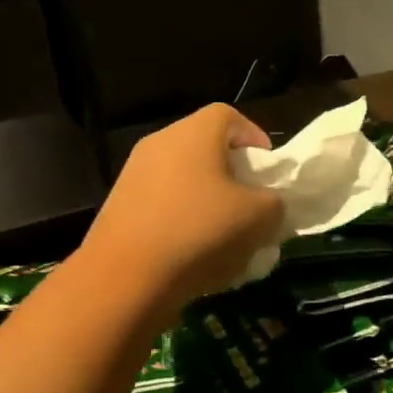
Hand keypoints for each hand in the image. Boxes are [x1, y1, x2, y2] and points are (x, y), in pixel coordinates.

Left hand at [81, 105, 284, 308]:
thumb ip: (274, 204)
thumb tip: (267, 206)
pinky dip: (182, 221)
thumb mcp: (258, 219)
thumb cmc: (199, 232)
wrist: (125, 277)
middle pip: (204, 148)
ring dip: (207, 202)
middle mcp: (159, 143)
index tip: (267, 171)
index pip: (229, 116)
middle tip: (250, 206)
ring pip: (183, 179)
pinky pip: (162, 205)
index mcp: (193, 133)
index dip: (254, 138)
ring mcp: (134, 174)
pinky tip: (194, 256)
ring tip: (226, 239)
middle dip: (232, 175)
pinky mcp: (119, 206)